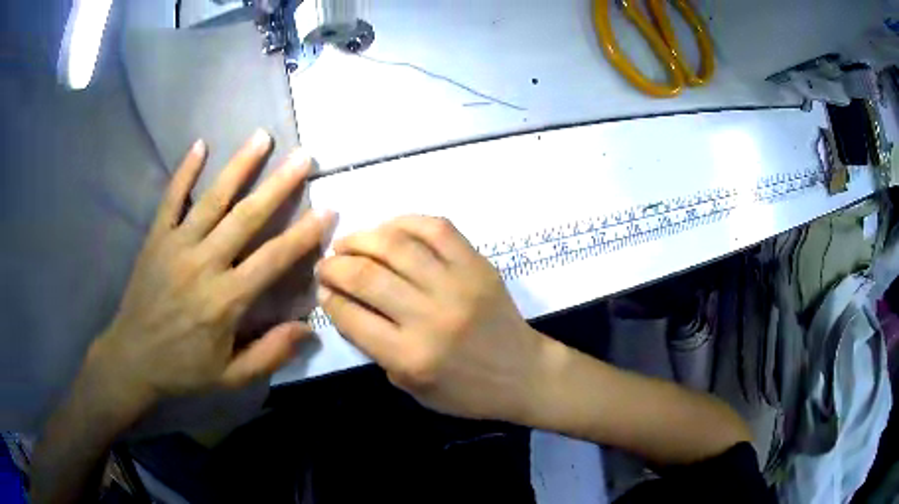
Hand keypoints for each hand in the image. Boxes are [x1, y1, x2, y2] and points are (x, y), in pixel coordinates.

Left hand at [92, 130, 334, 408]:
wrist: (132, 359)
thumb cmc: (183, 370)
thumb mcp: (230, 377)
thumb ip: (269, 354)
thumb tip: (307, 328)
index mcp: (225, 300)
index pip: (272, 259)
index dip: (303, 235)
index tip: (328, 208)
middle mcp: (203, 264)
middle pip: (246, 217)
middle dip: (278, 184)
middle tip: (303, 156)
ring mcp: (176, 246)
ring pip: (212, 199)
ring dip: (239, 166)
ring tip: (262, 137)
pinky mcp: (156, 239)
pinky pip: (171, 199)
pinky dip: (185, 171)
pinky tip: (200, 145)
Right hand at [316, 216, 544, 422]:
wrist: (524, 374)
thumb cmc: (466, 392)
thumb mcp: (411, 388)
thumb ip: (376, 350)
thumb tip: (346, 305)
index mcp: (410, 356)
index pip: (351, 316)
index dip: (328, 298)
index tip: (322, 290)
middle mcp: (430, 317)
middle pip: (366, 276)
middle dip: (334, 265)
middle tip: (326, 263)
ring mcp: (457, 285)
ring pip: (396, 245)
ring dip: (362, 238)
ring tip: (348, 243)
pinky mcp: (478, 265)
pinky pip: (437, 229)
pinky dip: (406, 221)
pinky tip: (389, 229)